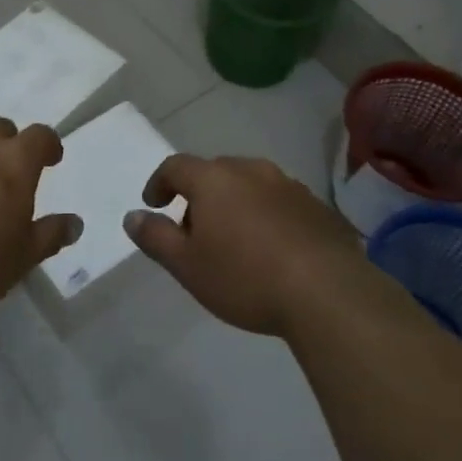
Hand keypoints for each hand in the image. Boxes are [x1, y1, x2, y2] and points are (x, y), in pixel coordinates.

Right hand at [125, 154, 367, 337]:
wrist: (328, 294)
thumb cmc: (245, 277)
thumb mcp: (187, 265)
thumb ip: (155, 237)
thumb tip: (133, 216)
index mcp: (214, 178)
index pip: (176, 166)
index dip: (160, 182)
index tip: (154, 204)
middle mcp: (251, 170)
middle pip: (214, 172)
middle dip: (198, 195)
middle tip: (193, 230)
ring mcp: (289, 186)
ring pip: (250, 185)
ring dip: (235, 203)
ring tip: (234, 240)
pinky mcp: (318, 207)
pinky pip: (280, 203)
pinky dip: (267, 216)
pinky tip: (272, 249)